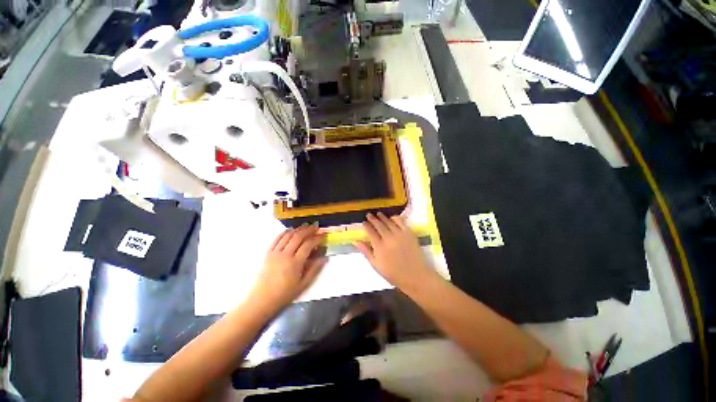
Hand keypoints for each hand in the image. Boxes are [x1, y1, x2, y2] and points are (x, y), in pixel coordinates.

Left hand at [250, 224, 326, 310]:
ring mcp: (275, 253)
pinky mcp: (268, 253)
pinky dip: (284, 232)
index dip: (317, 238)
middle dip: (308, 230)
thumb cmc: (284, 294)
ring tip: (305, 226)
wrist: (261, 300)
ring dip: (298, 229)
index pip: (308, 245)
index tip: (323, 235)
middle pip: (298, 237)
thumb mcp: (303, 285)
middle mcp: (285, 255)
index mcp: (295, 263)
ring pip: (288, 236)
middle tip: (315, 226)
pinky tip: (290, 230)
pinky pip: (276, 239)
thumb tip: (325, 258)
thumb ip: (314, 270)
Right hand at [355, 213, 436, 291]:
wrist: (415, 276)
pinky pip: (401, 222)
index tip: (363, 223)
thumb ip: (366, 252)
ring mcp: (399, 234)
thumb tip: (356, 241)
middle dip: (372, 219)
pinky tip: (392, 218)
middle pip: (378, 225)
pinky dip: (395, 218)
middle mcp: (388, 238)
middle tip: (369, 215)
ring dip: (382, 217)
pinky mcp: (409, 233)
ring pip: (388, 222)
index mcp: (379, 247)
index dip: (366, 226)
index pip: (370, 232)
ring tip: (378, 214)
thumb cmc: (394, 273)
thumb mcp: (376, 265)